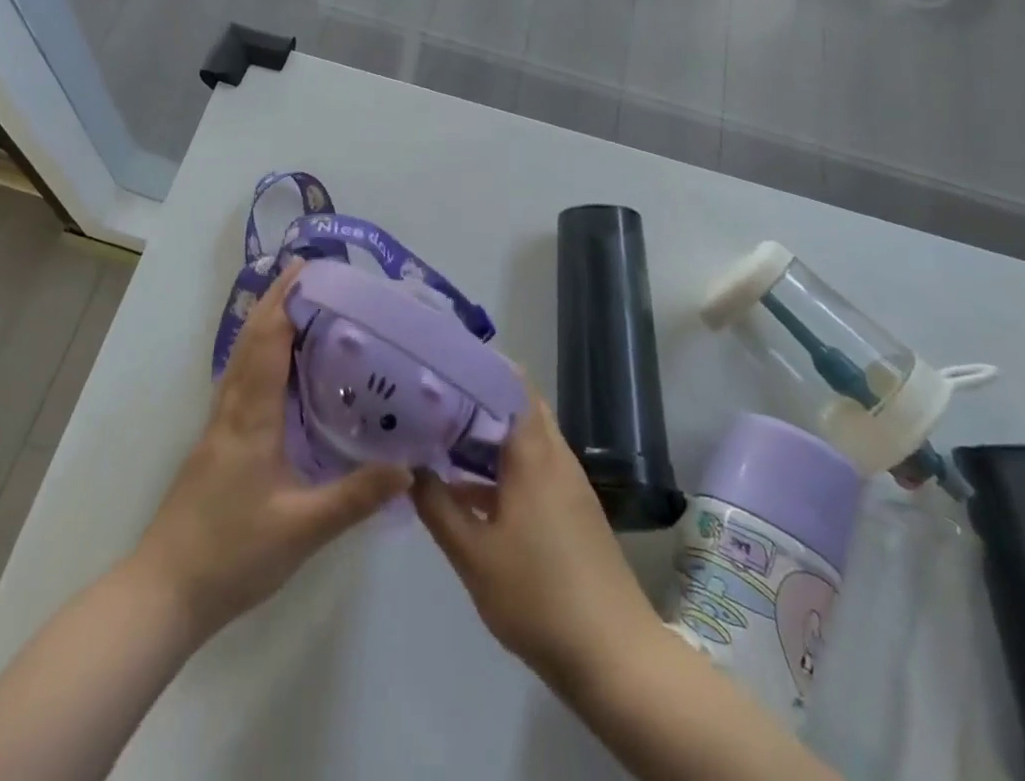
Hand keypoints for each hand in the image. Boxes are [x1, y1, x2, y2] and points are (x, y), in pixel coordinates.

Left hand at [129, 258, 410, 641]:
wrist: (164, 591)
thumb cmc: (232, 555)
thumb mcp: (302, 529)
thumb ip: (355, 497)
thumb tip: (408, 466)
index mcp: (252, 417)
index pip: (269, 342)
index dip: (286, 301)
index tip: (308, 269)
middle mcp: (232, 408)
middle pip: (251, 339)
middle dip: (276, 300)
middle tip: (308, 273)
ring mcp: (219, 424)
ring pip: (241, 357)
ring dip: (265, 323)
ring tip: (299, 306)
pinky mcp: (216, 441)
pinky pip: (240, 379)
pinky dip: (259, 353)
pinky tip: (277, 367)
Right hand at [412, 390, 657, 690]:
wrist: (615, 658)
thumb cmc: (539, 598)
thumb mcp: (474, 556)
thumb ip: (437, 506)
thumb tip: (409, 466)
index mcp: (533, 453)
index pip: (510, 382)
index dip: (477, 366)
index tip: (439, 365)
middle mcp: (554, 455)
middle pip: (516, 406)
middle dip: (475, 398)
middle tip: (431, 398)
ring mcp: (567, 483)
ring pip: (523, 438)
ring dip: (486, 434)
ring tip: (439, 434)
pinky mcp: (572, 509)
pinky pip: (532, 466)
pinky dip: (501, 465)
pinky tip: (466, 488)